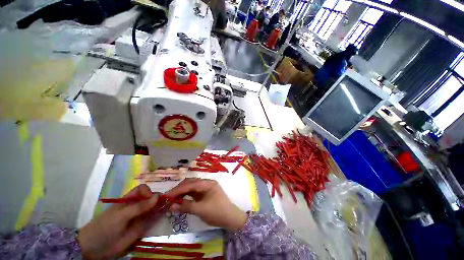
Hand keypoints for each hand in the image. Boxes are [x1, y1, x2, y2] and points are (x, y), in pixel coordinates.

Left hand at [78, 184, 160, 258]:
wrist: (94, 248)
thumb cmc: (105, 228)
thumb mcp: (122, 216)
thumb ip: (140, 207)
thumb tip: (158, 196)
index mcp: (129, 200)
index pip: (143, 190)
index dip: (150, 192)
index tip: (155, 199)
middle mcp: (136, 206)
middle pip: (151, 198)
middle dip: (160, 199)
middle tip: (166, 204)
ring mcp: (139, 217)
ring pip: (153, 208)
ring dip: (161, 207)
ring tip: (168, 209)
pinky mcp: (141, 228)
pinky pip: (152, 220)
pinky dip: (159, 217)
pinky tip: (162, 216)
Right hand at [166, 178, 246, 231]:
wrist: (230, 218)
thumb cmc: (217, 212)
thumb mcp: (201, 210)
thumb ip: (186, 206)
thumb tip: (171, 206)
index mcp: (208, 183)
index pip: (191, 184)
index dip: (178, 189)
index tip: (166, 195)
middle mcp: (207, 183)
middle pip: (191, 183)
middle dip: (179, 189)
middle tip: (168, 197)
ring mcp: (206, 188)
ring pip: (192, 188)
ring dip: (182, 192)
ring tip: (172, 199)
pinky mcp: (205, 194)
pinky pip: (194, 193)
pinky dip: (186, 196)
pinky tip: (180, 200)